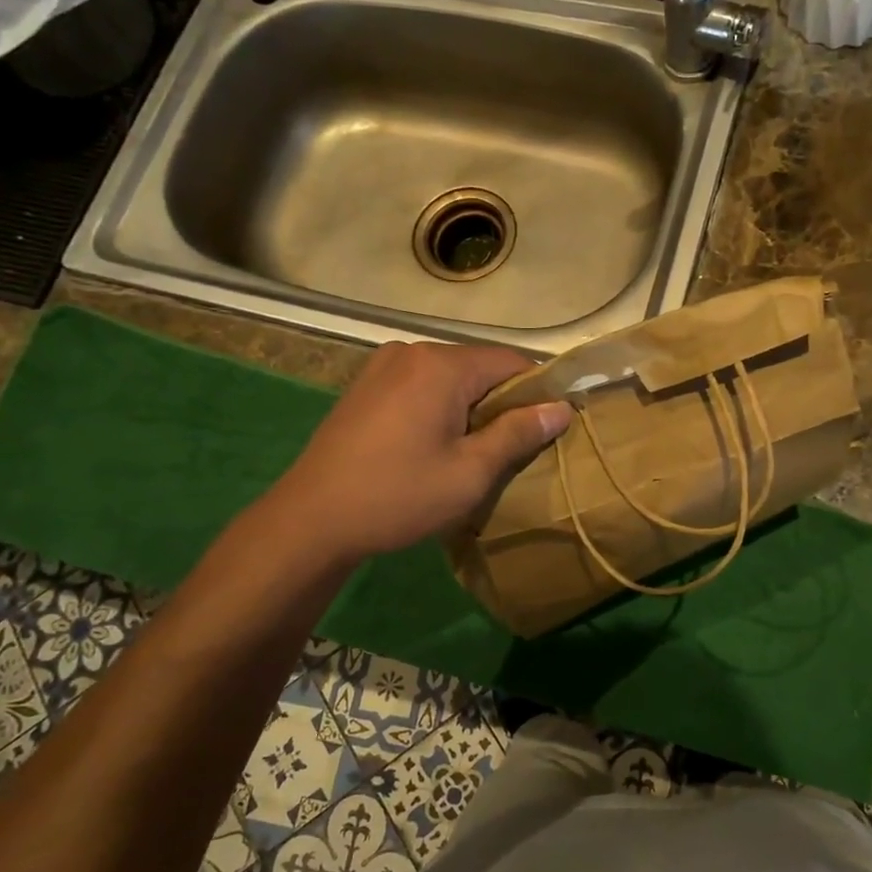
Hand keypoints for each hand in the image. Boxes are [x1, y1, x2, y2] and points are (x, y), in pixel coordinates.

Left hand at [263, 341, 572, 565]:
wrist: (311, 520)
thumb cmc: (398, 496)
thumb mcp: (470, 472)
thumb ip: (518, 433)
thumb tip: (560, 408)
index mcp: (441, 365)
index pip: (511, 361)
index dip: (538, 390)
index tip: (551, 426)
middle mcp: (412, 351)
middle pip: (480, 366)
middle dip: (503, 401)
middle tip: (513, 449)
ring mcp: (383, 365)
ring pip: (450, 377)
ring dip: (471, 406)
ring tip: (474, 451)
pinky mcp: (366, 385)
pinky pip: (421, 385)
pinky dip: (441, 406)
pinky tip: (435, 443)